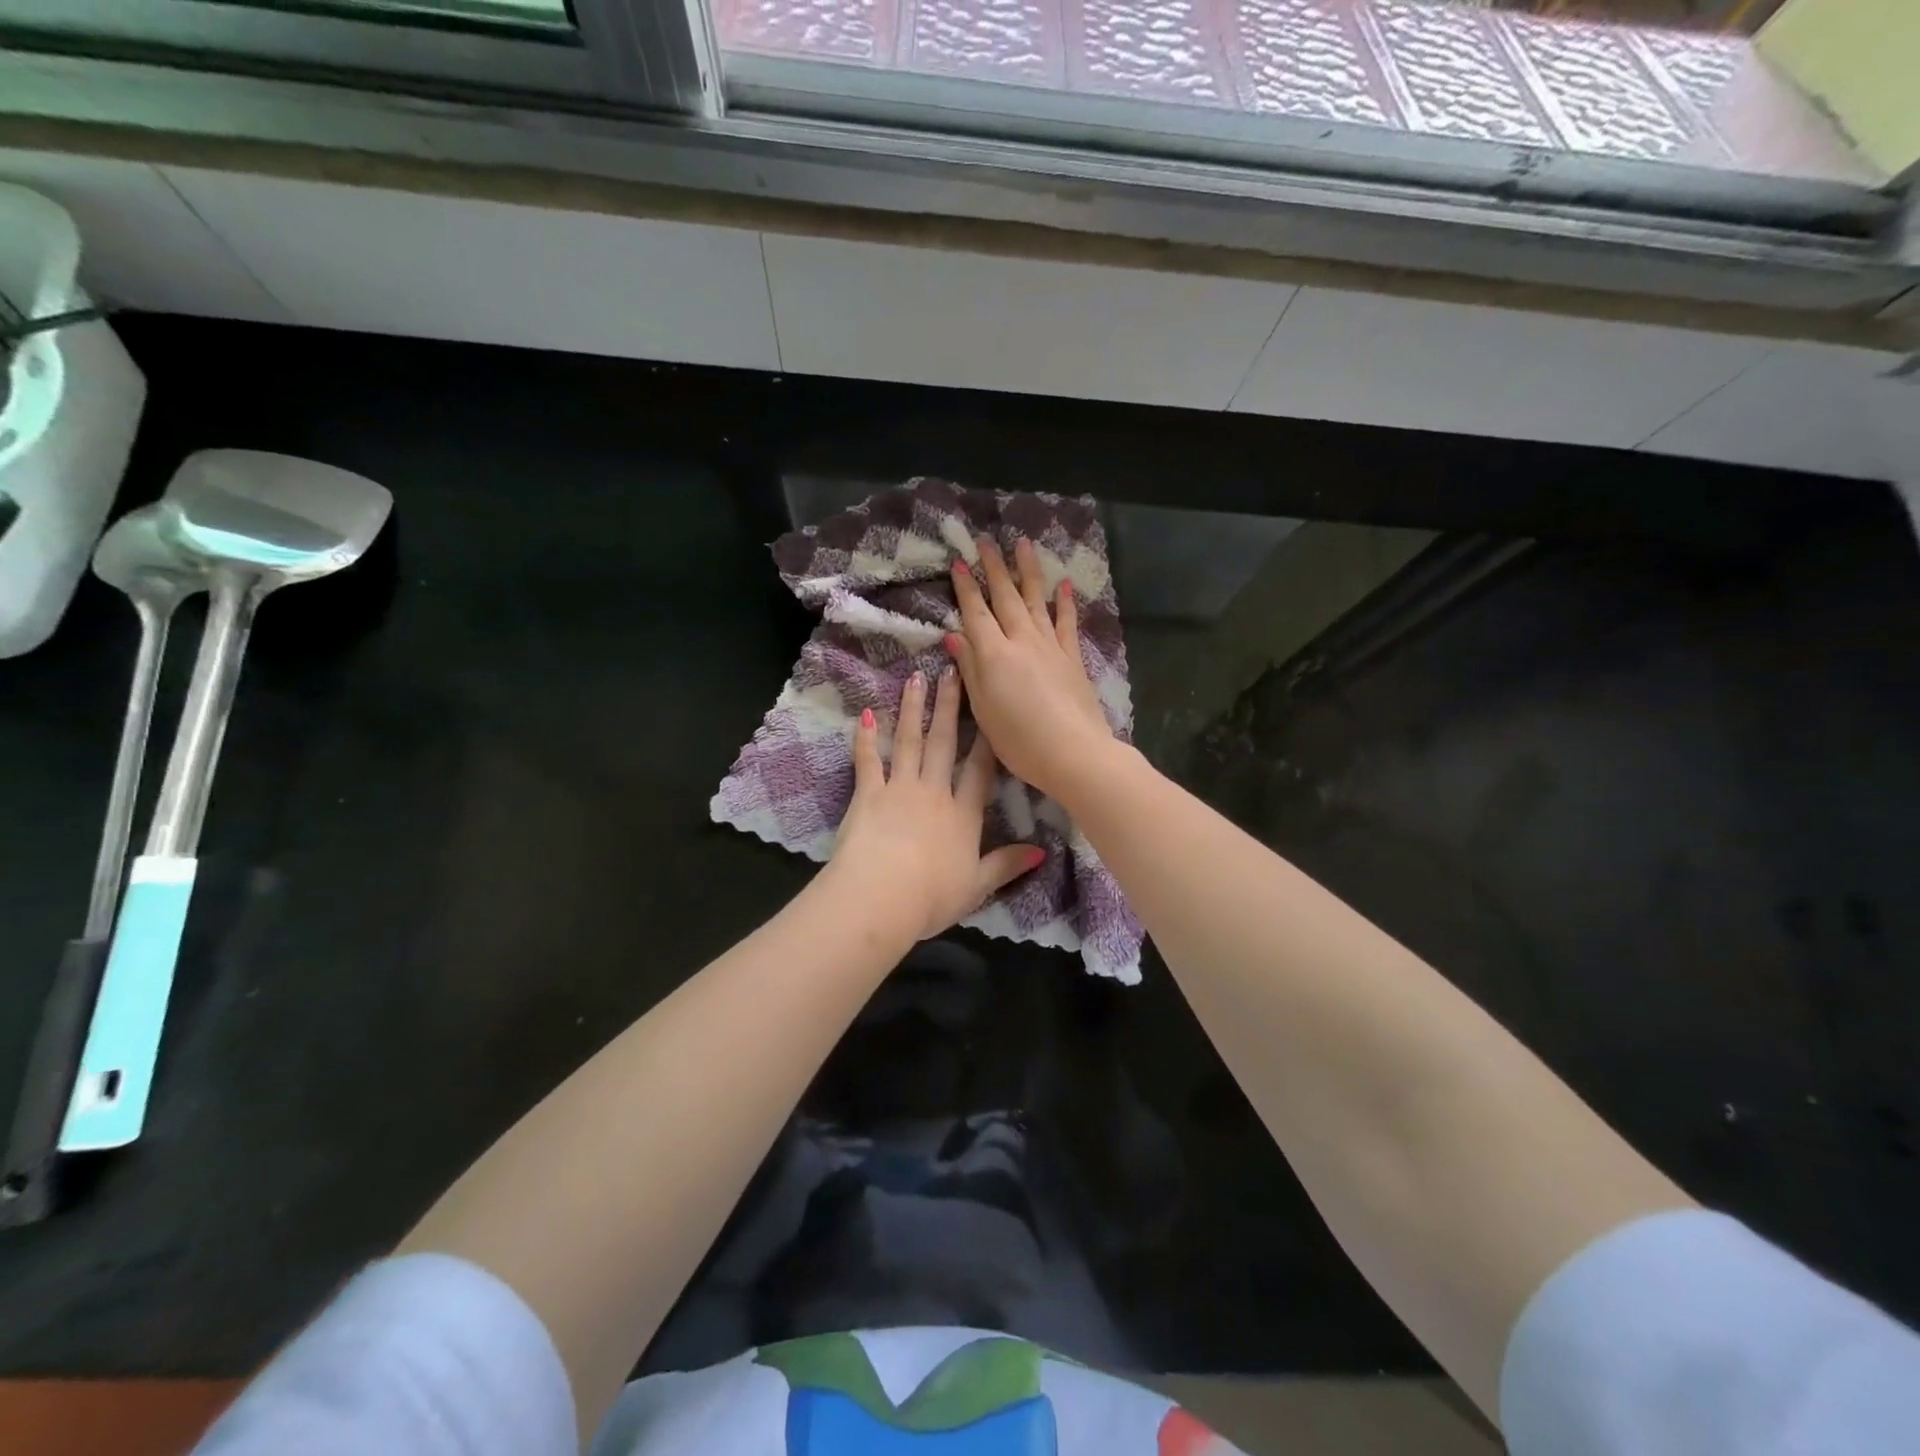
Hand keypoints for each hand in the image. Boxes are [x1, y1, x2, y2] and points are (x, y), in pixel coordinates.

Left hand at [827, 667, 1044, 944]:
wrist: (881, 896)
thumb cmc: (932, 897)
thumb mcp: (977, 886)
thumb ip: (1007, 865)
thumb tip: (1043, 852)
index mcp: (963, 815)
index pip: (980, 769)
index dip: (987, 738)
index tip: (992, 708)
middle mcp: (934, 793)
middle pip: (944, 743)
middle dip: (949, 707)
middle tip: (952, 672)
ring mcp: (899, 789)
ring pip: (909, 742)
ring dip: (913, 709)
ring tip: (916, 678)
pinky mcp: (867, 794)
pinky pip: (868, 760)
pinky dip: (866, 738)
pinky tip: (867, 714)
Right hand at [944, 535, 1115, 801]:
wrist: (1073, 752)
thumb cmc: (1019, 739)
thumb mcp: (983, 708)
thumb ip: (969, 669)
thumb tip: (954, 636)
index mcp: (994, 654)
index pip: (976, 613)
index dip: (966, 588)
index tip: (959, 562)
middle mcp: (1022, 641)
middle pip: (1006, 598)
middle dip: (995, 568)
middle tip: (986, 541)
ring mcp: (1051, 646)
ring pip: (1036, 600)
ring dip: (1028, 571)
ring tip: (1022, 544)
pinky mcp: (1072, 658)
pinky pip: (1066, 623)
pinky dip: (1064, 602)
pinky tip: (1062, 584)